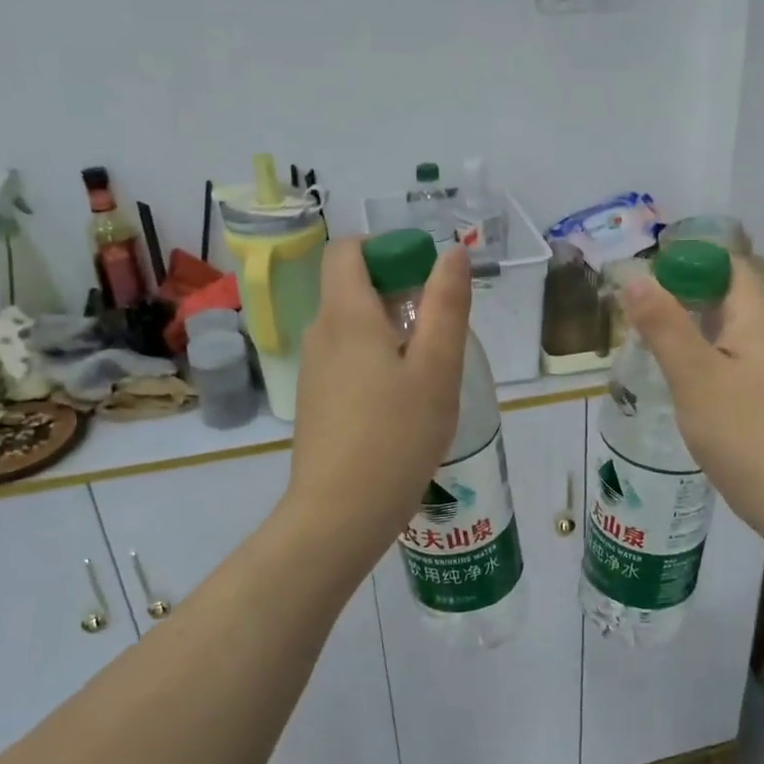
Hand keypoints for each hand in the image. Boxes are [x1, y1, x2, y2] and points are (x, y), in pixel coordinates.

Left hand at [280, 238, 469, 570]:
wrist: (339, 514)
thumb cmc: (396, 436)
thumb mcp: (437, 368)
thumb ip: (446, 306)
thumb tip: (450, 253)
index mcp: (345, 315)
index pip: (348, 250)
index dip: (387, 249)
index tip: (425, 277)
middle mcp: (321, 333)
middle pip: (352, 286)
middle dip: (399, 292)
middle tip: (440, 331)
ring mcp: (313, 369)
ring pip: (352, 325)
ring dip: (391, 329)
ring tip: (429, 372)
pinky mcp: (315, 400)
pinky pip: (347, 358)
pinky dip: (376, 359)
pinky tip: (403, 402)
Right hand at [620, 258, 763, 547]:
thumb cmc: (746, 433)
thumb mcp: (695, 376)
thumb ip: (664, 325)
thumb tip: (637, 277)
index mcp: (758, 317)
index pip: (726, 263)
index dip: (686, 259)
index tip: (643, 275)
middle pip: (725, 293)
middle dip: (680, 292)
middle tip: (634, 308)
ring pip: (725, 328)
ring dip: (688, 325)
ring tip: (645, 338)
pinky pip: (729, 357)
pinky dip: (699, 354)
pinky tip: (675, 376)